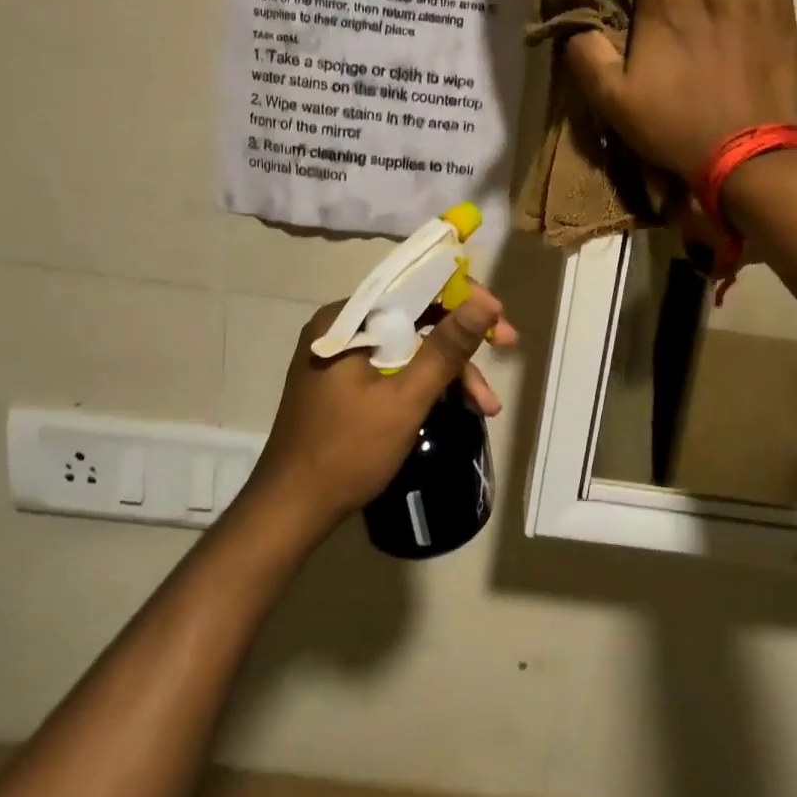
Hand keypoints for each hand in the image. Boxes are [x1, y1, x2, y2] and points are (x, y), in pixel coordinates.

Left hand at [254, 287, 516, 525]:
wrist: (290, 509)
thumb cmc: (347, 451)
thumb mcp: (405, 399)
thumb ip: (446, 348)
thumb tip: (484, 302)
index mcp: (346, 320)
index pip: (413, 287)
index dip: (462, 297)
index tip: (499, 316)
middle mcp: (340, 327)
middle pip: (414, 317)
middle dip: (461, 340)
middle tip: (506, 349)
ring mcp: (340, 356)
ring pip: (408, 346)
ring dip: (448, 371)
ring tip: (486, 406)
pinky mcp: (342, 383)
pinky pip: (393, 367)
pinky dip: (424, 384)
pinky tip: (454, 405)